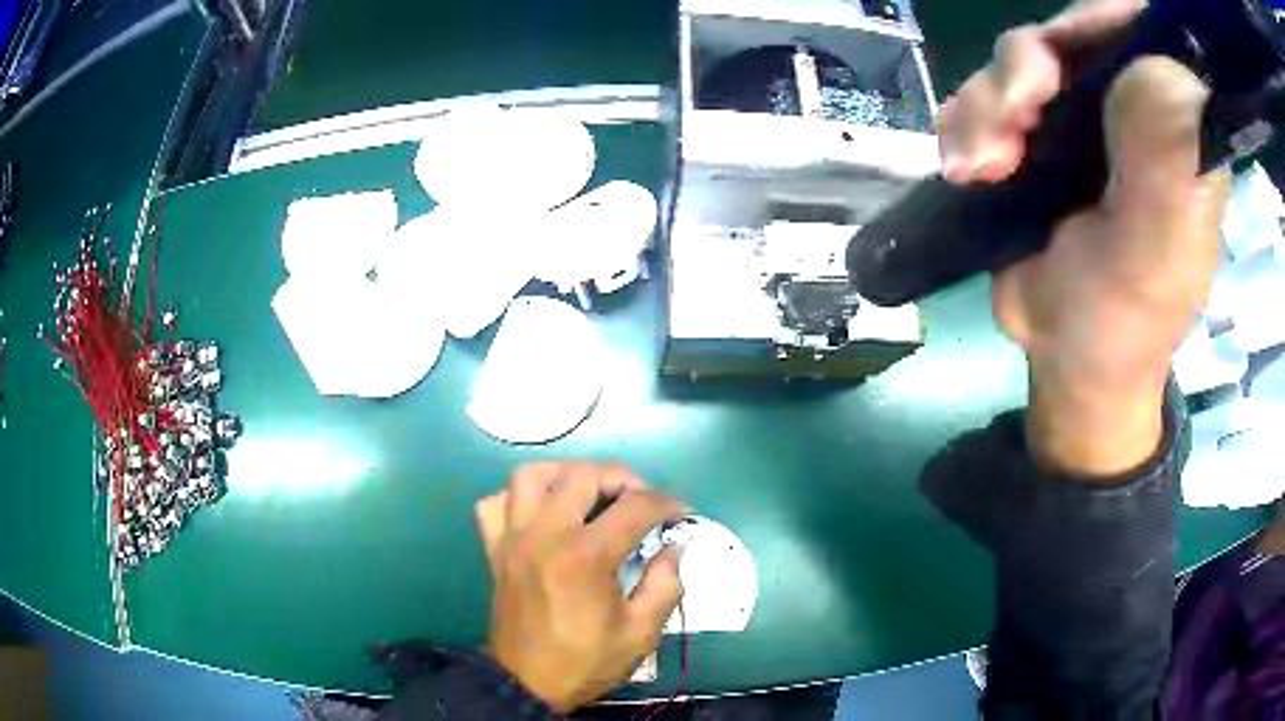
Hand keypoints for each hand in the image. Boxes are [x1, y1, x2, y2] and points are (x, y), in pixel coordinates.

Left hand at [476, 462, 685, 711]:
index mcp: (585, 556)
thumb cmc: (585, 661)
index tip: (680, 514)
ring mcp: (514, 538)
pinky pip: (496, 503)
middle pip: (582, 475)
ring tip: (588, 493)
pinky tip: (542, 514)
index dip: (666, 504)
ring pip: (531, 476)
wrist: (527, 681)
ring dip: (565, 475)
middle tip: (638, 499)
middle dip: (620, 478)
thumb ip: (665, 584)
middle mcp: (545, 535)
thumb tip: (674, 547)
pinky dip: (519, 498)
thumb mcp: (641, 632)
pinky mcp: (495, 549)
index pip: (634, 507)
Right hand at [939, 0, 1231, 475]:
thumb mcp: (1151, 253)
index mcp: (1179, 133)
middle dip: (1025, 71)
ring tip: (983, 169)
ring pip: (1019, 60)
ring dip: (987, 106)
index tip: (1059, 63)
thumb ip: (1161, 162)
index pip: (1145, 36)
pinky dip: (965, 124)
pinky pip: (986, 93)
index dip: (1098, 24)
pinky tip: (968, 169)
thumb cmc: (1121, 324)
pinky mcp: (1038, 136)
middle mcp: (1133, 110)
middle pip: (1071, 36)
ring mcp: (1083, 119)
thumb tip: (1160, 65)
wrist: (1066, 363)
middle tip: (1009, 123)